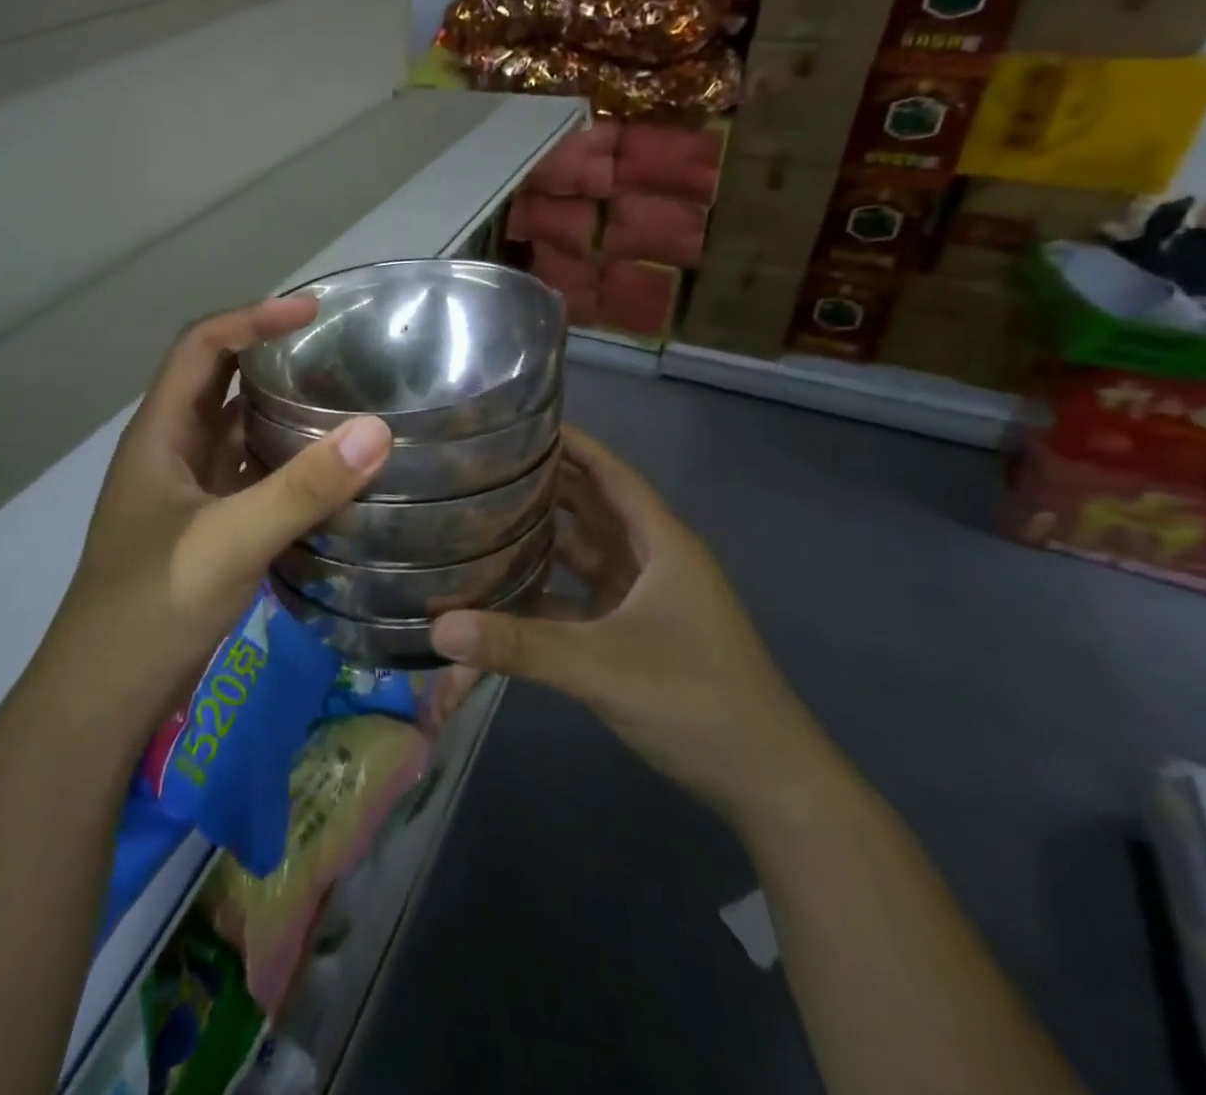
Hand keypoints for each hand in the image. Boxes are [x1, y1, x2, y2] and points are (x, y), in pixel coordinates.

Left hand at [36, 297, 392, 733]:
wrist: (104, 696)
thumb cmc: (153, 607)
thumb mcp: (229, 541)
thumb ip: (302, 488)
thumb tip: (377, 429)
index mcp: (160, 434)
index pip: (202, 347)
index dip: (252, 318)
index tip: (313, 312)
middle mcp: (170, 451)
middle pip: (217, 381)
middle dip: (269, 356)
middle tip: (335, 350)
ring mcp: (186, 492)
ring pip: (234, 429)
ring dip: (279, 409)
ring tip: (341, 398)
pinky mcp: (204, 527)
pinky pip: (248, 474)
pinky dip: (283, 461)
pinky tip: (326, 470)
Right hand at [428, 426, 828, 822]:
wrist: (766, 782)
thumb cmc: (696, 700)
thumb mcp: (601, 666)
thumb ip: (519, 646)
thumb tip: (439, 630)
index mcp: (661, 544)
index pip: (612, 474)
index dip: (573, 444)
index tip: (523, 423)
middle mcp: (654, 561)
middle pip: (592, 508)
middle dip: (544, 488)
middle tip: (484, 470)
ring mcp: (646, 600)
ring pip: (585, 554)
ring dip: (543, 538)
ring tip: (485, 518)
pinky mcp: (636, 634)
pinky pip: (582, 597)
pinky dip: (549, 590)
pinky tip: (507, 591)